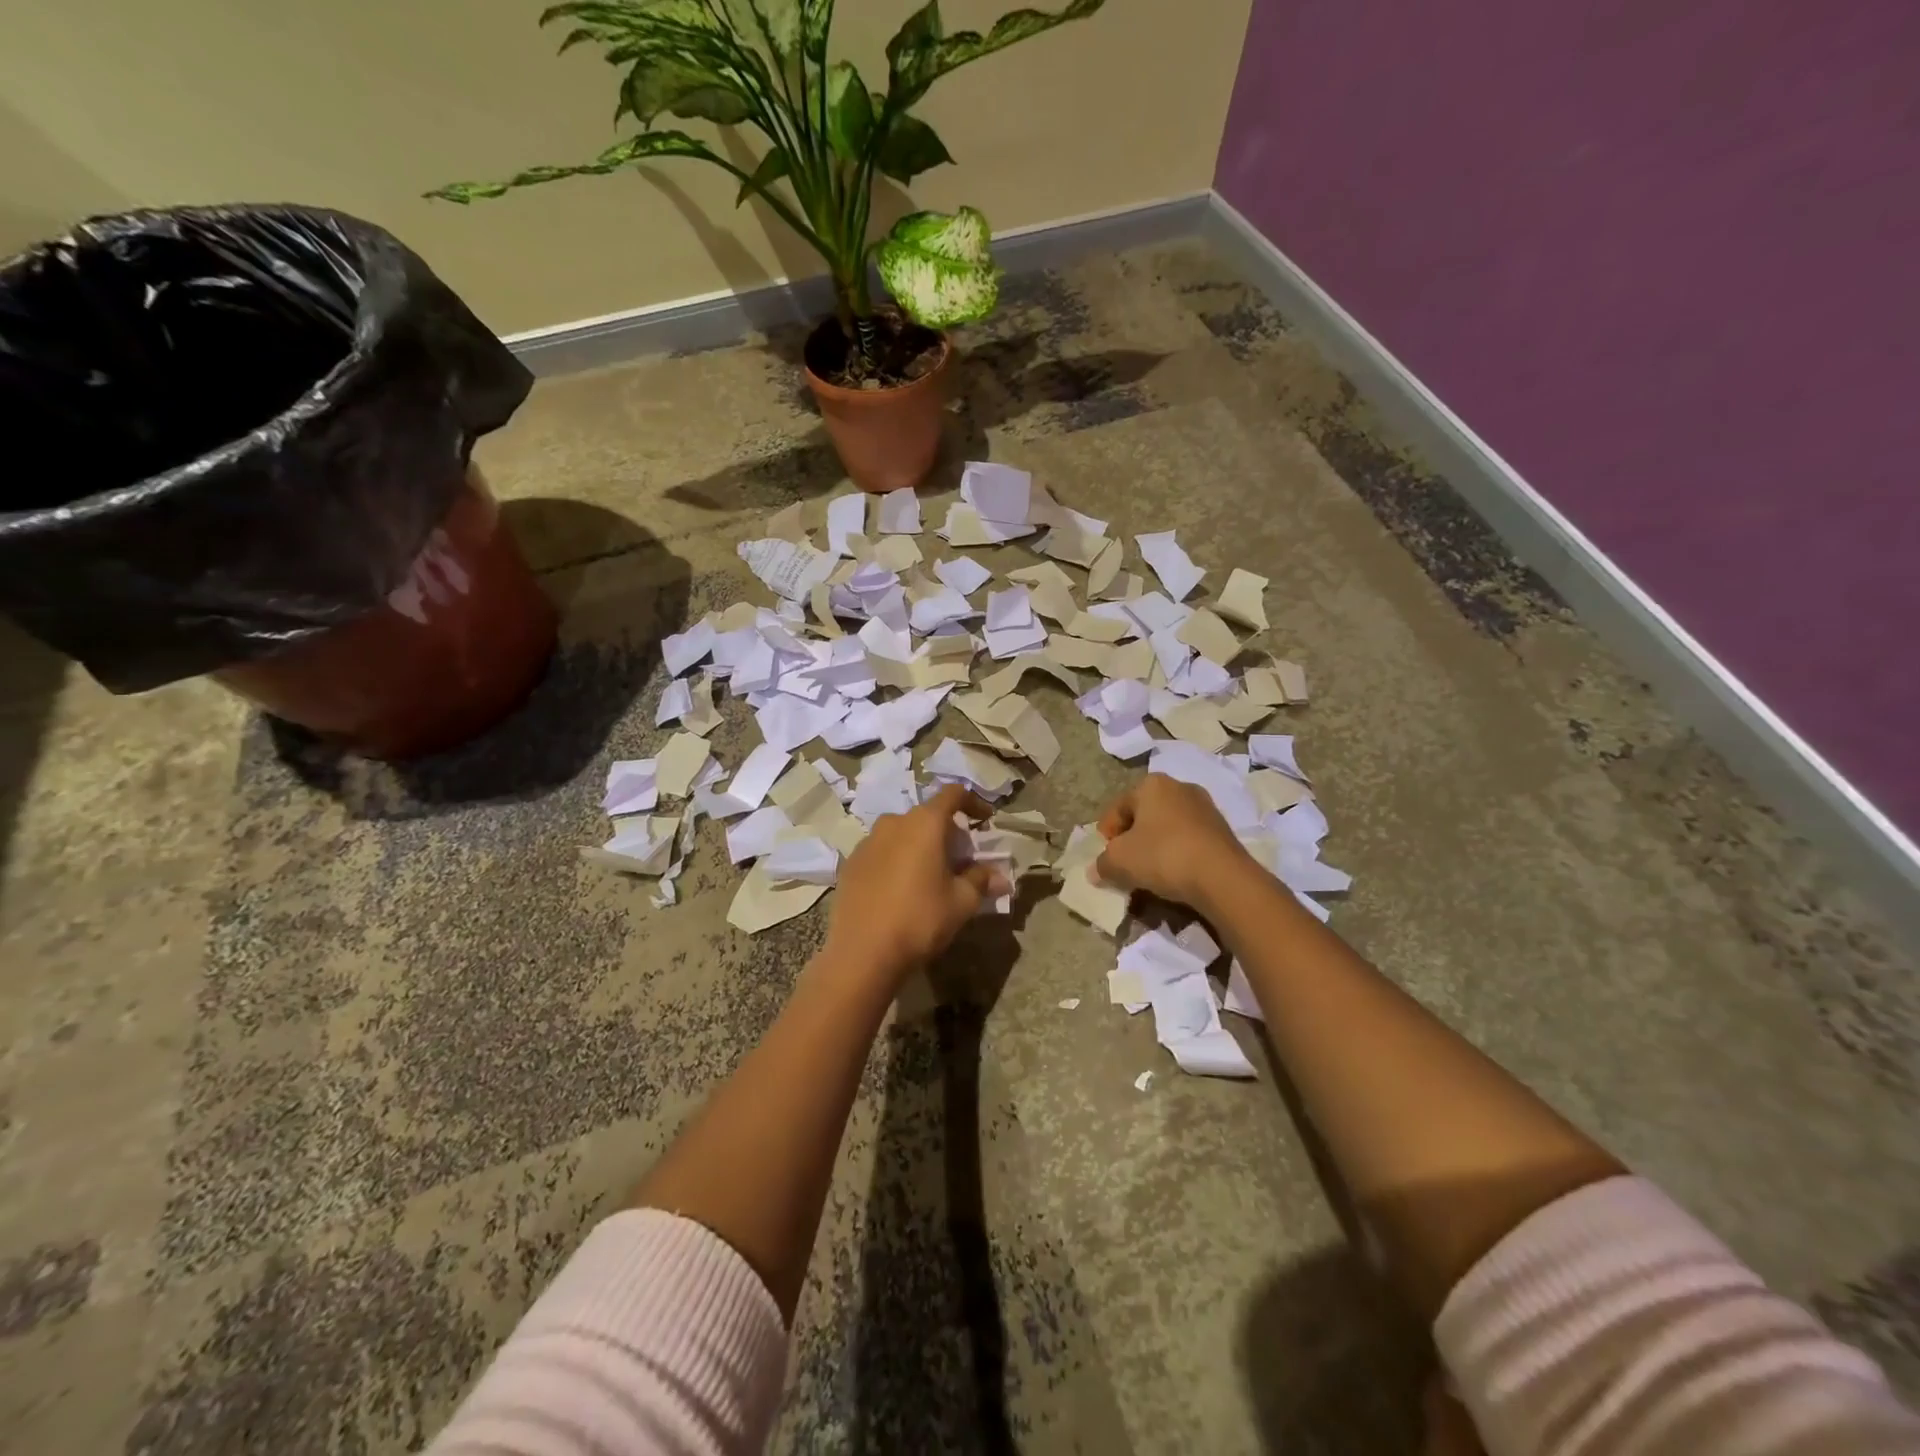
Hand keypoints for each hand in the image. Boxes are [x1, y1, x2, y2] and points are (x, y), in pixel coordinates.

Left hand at [822, 785, 1008, 984]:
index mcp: (924, 823)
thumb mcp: (961, 902)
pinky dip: (896, 860)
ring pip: (901, 833)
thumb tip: (1001, 878)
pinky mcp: (850, 864)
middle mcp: (893, 823)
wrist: (863, 953)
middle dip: (946, 832)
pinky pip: (881, 852)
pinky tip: (900, 888)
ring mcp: (867, 842)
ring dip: (919, 845)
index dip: (973, 802)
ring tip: (930, 874)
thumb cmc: (920, 919)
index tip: (985, 819)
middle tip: (960, 858)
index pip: (953, 794)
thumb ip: (981, 881)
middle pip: (926, 816)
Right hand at [1094, 773, 1254, 911]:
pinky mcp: (1223, 829)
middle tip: (1126, 863)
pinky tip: (1175, 873)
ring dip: (1156, 846)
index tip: (1106, 857)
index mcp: (1151, 784)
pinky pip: (1189, 839)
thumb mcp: (1119, 861)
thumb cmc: (1162, 855)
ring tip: (1150, 872)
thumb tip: (1096, 870)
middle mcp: (1179, 787)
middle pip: (1144, 814)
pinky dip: (1178, 852)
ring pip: (1167, 826)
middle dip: (1132, 838)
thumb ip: (1102, 863)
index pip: (1118, 808)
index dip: (1106, 833)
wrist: (1222, 877)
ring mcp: (1205, 806)